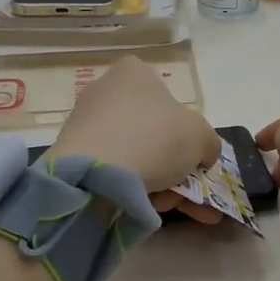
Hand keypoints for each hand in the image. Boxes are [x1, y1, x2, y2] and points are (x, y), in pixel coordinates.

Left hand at [54, 55, 224, 220]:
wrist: (97, 174)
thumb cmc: (156, 139)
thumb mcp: (202, 137)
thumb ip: (208, 143)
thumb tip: (202, 155)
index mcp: (135, 73)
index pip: (168, 98)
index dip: (185, 131)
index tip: (193, 159)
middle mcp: (105, 90)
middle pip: (152, 132)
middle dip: (172, 166)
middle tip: (185, 193)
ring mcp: (84, 121)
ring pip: (133, 154)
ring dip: (155, 182)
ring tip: (166, 206)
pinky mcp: (71, 152)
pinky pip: (110, 169)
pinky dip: (128, 188)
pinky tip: (141, 207)